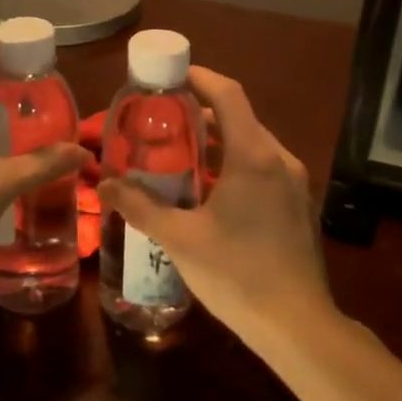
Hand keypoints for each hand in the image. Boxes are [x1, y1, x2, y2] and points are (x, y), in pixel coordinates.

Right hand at [99, 66, 331, 335]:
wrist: (297, 325)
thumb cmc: (237, 273)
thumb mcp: (180, 238)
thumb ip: (140, 207)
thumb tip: (103, 187)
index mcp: (254, 156)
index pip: (228, 95)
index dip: (200, 78)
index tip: (170, 75)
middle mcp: (280, 160)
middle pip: (240, 119)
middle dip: (201, 114)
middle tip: (162, 121)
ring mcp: (294, 185)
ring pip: (253, 146)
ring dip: (218, 142)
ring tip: (180, 155)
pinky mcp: (298, 207)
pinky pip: (264, 169)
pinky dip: (235, 165)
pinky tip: (209, 192)